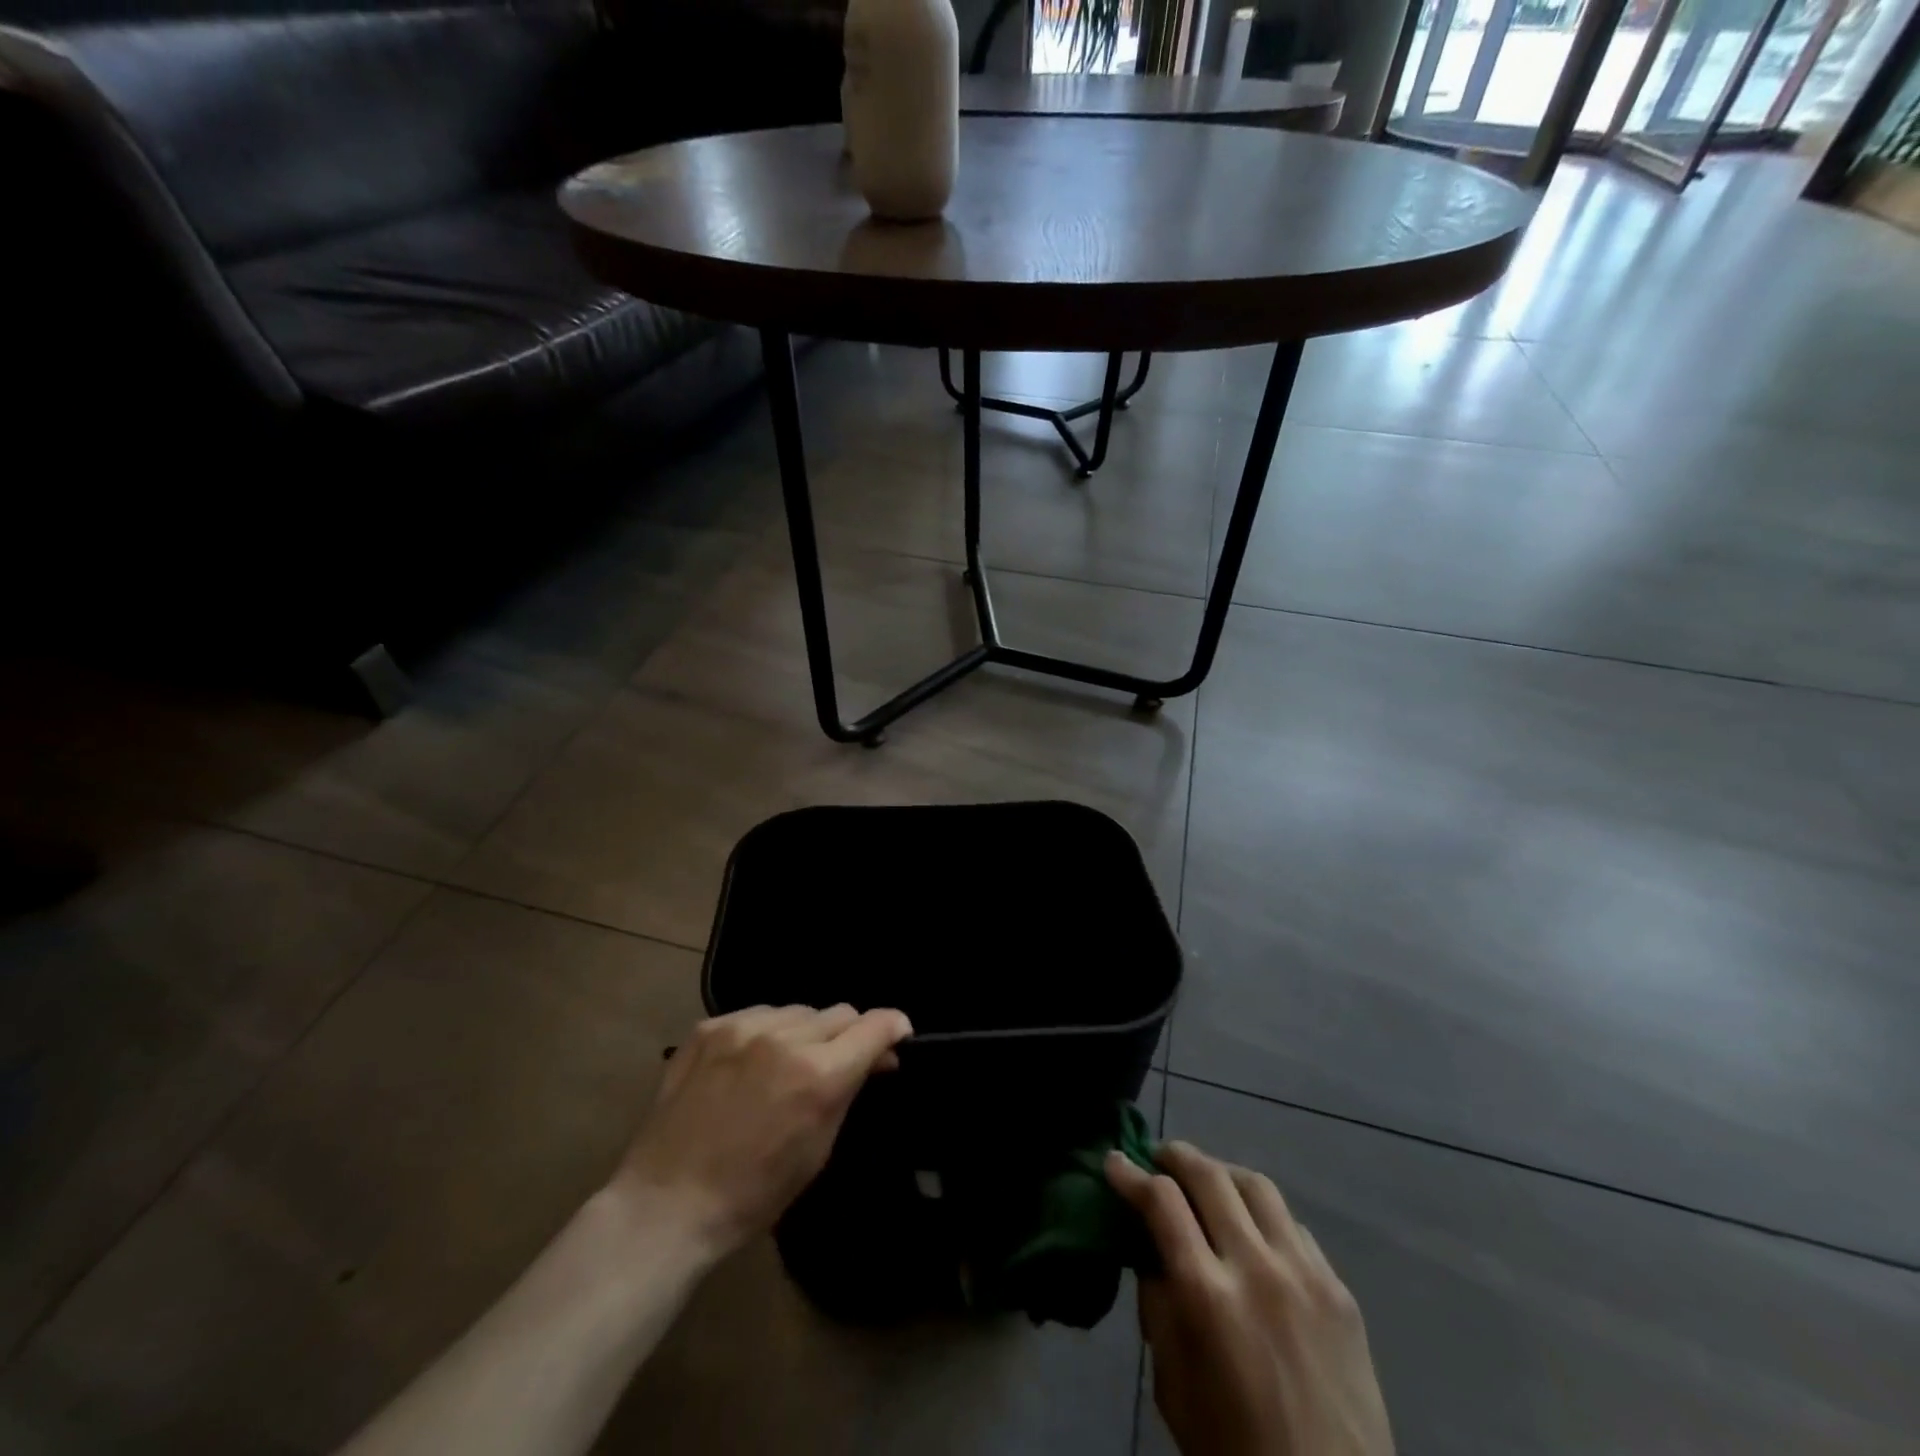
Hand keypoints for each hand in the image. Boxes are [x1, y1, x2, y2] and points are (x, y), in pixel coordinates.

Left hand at [612, 1004, 912, 1258]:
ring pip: (799, 1010)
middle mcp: (785, 1037)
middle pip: (839, 1013)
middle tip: (839, 1063)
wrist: (667, 1202)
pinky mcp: (710, 1026)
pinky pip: (758, 1014)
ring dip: (806, 1032)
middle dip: (848, 1035)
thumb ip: (849, 1090)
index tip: (898, 1036)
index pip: (875, 1025)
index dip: (893, 1027)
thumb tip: (878, 1057)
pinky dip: (767, 1033)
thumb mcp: (819, 1150)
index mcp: (818, 1074)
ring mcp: (743, 1027)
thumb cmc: (753, 1193)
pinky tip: (752, 1062)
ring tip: (789, 1064)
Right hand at [1107, 1141, 1392, 1455]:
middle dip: (1175, 1156)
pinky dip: (1262, 1214)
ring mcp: (1305, 1274)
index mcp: (1207, 1297)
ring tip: (1206, 1183)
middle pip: (1209, 1176)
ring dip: (1221, 1173)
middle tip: (1157, 1158)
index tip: (1115, 1161)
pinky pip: (1294, 1226)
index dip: (1131, 1174)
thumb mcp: (1172, 1385)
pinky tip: (1254, 1232)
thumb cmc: (1234, 1451)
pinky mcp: (1340, 1290)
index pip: (1161, 1202)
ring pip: (1256, 1185)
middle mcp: (1256, 1269)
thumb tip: (1150, 1248)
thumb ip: (1158, 1306)